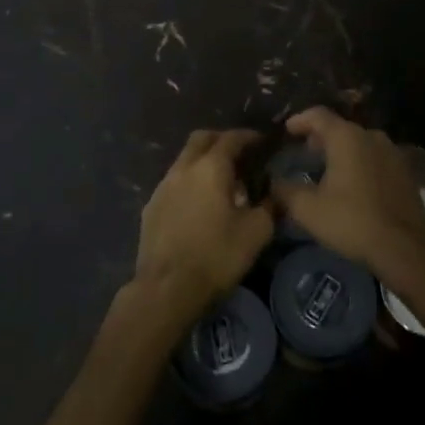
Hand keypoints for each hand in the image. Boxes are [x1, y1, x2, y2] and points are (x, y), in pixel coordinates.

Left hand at [133, 129, 272, 322]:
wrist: (167, 288)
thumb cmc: (216, 256)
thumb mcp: (257, 232)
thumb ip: (269, 206)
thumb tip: (273, 193)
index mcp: (211, 168)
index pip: (231, 138)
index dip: (248, 136)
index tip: (262, 141)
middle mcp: (183, 168)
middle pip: (201, 139)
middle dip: (221, 140)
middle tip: (240, 154)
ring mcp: (163, 186)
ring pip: (184, 159)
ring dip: (203, 161)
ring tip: (221, 182)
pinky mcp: (150, 206)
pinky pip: (173, 182)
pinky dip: (189, 182)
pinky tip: (198, 204)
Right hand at [269, 107, 424, 274]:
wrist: (405, 248)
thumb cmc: (352, 221)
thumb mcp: (308, 209)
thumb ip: (285, 191)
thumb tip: (273, 183)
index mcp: (347, 137)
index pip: (318, 115)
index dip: (299, 120)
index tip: (286, 130)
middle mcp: (372, 136)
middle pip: (341, 127)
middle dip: (320, 137)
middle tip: (305, 151)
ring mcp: (393, 152)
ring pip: (360, 142)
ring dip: (342, 150)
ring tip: (328, 168)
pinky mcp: (406, 171)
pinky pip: (376, 157)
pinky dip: (361, 163)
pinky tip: (354, 183)